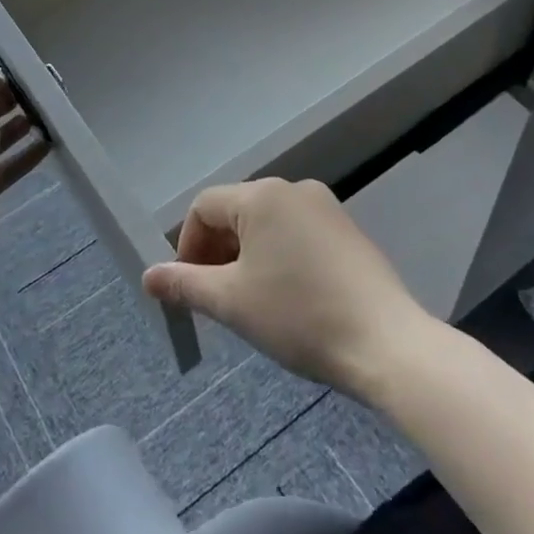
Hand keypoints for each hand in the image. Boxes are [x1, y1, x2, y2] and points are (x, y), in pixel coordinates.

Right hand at [142, 178, 431, 400]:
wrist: (386, 343)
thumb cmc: (299, 316)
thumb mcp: (232, 302)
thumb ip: (184, 284)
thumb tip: (147, 276)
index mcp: (261, 196)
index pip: (204, 207)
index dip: (187, 247)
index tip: (192, 290)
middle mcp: (293, 189)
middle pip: (236, 212)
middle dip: (217, 253)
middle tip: (219, 300)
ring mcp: (325, 207)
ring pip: (267, 224)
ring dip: (247, 257)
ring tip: (254, 303)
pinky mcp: (347, 230)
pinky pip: (297, 233)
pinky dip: (279, 257)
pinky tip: (290, 298)